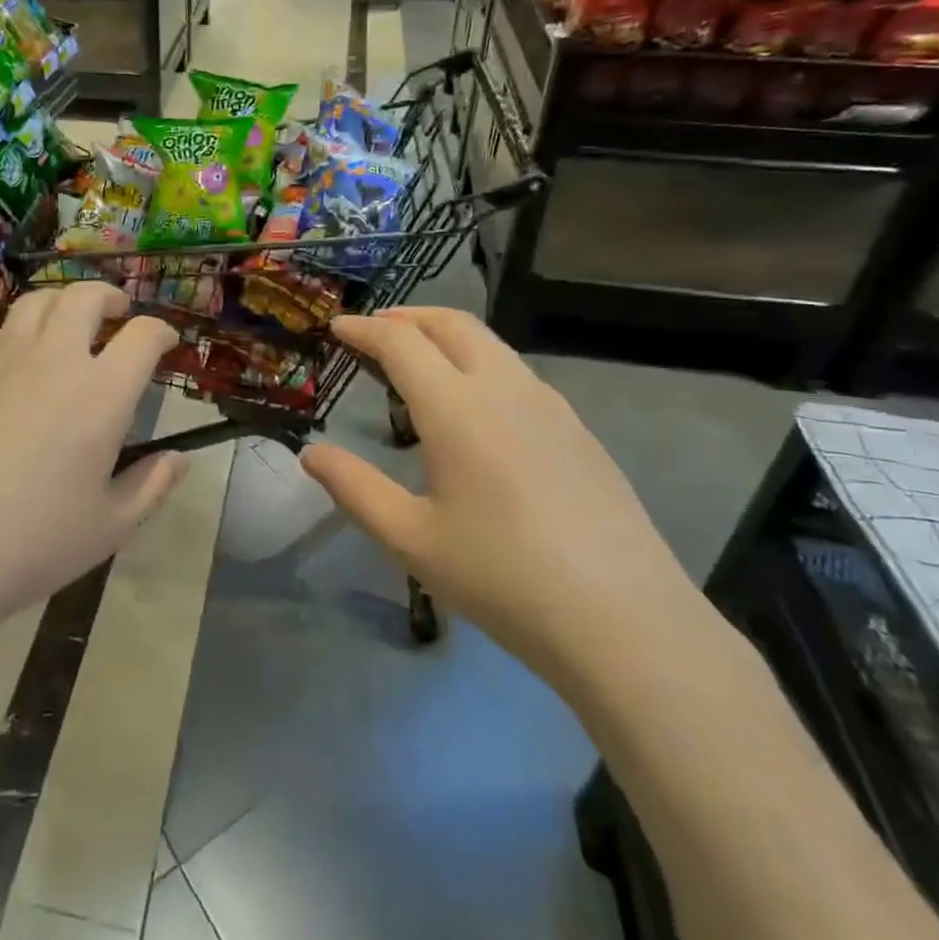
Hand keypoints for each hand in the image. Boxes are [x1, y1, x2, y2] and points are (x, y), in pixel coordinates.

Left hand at [0, 283, 185, 624]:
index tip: (167, 344)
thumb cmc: (33, 543)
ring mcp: (3, 360)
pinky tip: (17, 359)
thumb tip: (180, 459)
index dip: (162, 332)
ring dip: (63, 303)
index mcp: (101, 394)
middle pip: (85, 297)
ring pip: (37, 302)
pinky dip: (18, 332)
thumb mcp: (109, 527)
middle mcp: (55, 360)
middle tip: (118, 312)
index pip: (143, 336)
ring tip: (69, 321)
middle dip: (110, 297)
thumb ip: (151, 485)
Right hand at [300, 308, 704, 687]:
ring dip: (446, 336)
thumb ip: (354, 489)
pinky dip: (480, 363)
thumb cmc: (503, 578)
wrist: (627, 622)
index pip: (401, 342)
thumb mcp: (411, 539)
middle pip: (452, 324)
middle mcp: (504, 389)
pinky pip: (518, 373)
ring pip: (490, 344)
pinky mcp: (578, 431)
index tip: (337, 327)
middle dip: (407, 317)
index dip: (364, 329)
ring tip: (420, 361)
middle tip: (375, 331)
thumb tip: (311, 454)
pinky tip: (476, 408)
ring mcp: (550, 406)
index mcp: (457, 408)